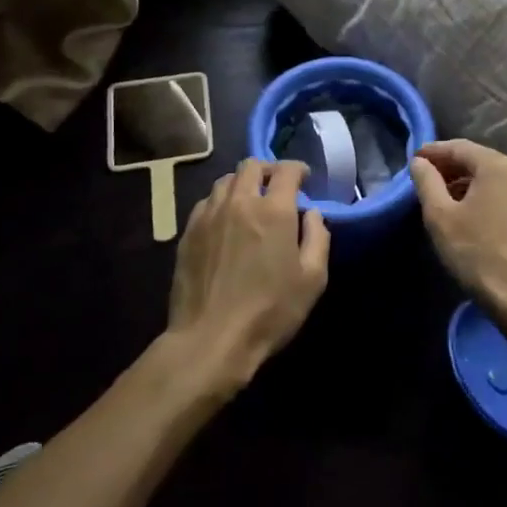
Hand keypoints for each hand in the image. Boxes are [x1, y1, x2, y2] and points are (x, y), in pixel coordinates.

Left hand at [168, 159, 329, 389]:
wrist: (210, 340)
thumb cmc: (270, 311)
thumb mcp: (313, 279)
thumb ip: (318, 238)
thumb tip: (311, 214)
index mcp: (274, 210)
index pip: (287, 170)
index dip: (298, 169)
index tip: (304, 179)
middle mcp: (239, 202)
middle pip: (251, 166)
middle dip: (268, 170)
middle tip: (277, 187)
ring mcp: (209, 216)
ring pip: (225, 181)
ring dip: (242, 184)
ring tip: (250, 202)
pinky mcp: (188, 233)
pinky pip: (206, 203)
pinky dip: (220, 203)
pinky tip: (225, 222)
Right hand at [409, 140, 506, 314]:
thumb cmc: (476, 252)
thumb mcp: (440, 216)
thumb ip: (427, 182)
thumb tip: (420, 162)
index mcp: (497, 165)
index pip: (459, 147)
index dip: (434, 151)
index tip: (414, 159)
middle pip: (479, 160)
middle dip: (452, 167)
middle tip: (427, 178)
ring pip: (494, 178)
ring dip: (469, 182)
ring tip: (446, 197)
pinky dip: (486, 196)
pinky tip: (472, 213)